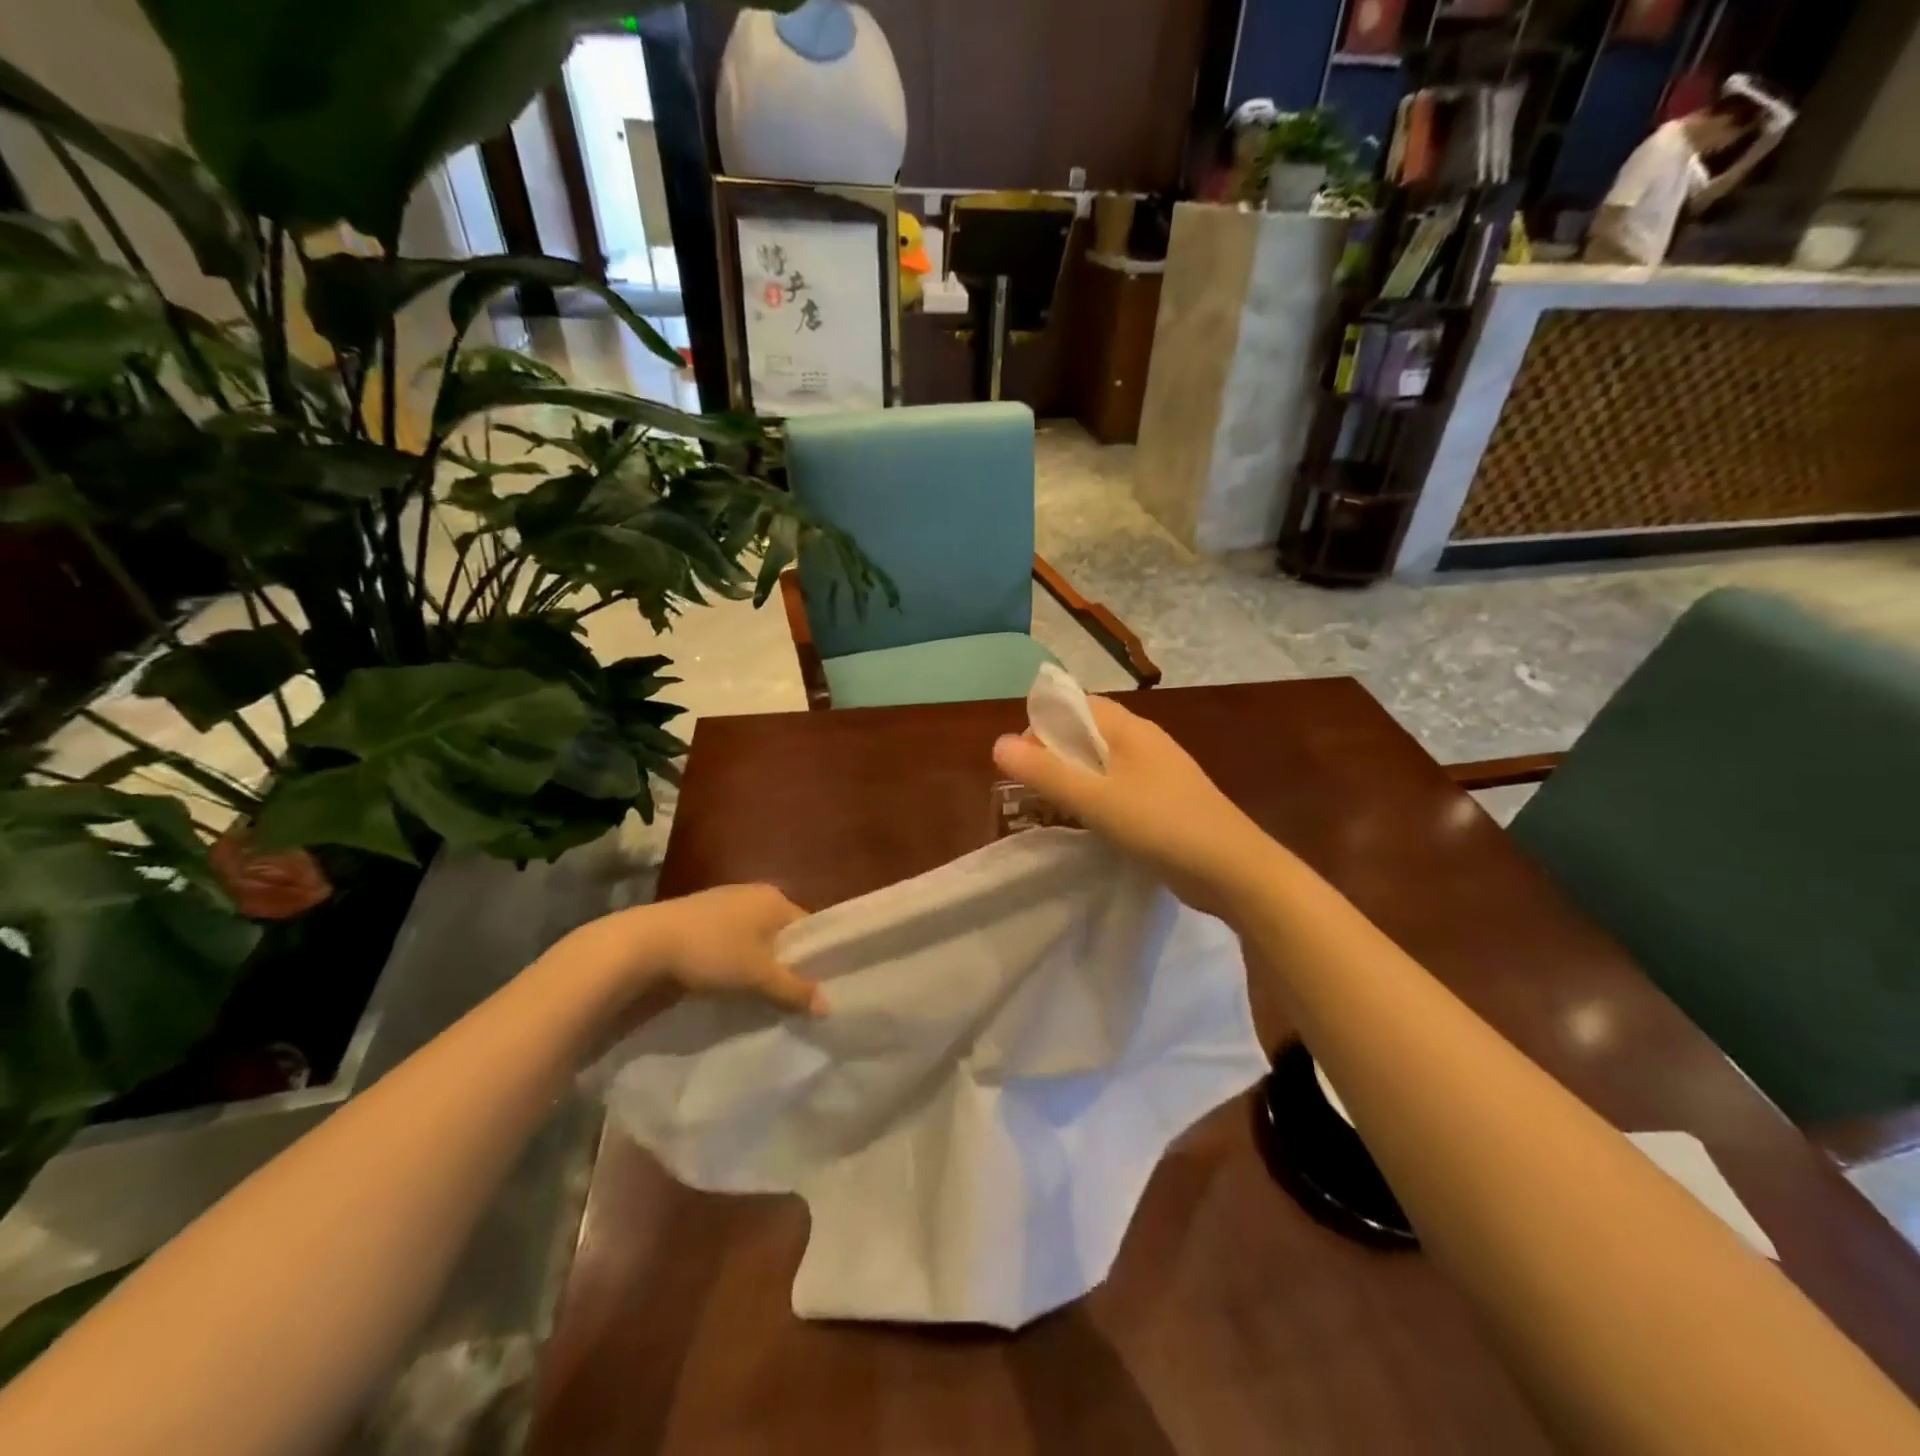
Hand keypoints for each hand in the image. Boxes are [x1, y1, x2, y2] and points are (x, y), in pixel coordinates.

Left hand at [561, 884, 822, 1015]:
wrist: (641, 946)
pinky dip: (733, 965)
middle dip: (784, 965)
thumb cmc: (711, 952)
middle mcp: (751, 894)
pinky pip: (729, 944)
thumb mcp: (758, 976)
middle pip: (780, 935)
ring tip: (760, 999)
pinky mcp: (697, 921)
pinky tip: (728, 988)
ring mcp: (722, 905)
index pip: (808, 928)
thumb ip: (794, 990)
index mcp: (774, 898)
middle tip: (790, 999)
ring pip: (753, 941)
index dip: (814, 959)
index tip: (814, 990)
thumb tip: (829, 1006)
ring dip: (757, 967)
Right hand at [993, 697, 1273, 916]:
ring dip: (1074, 778)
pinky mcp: (1166, 802)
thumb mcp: (1096, 799)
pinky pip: (1119, 788)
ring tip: (1050, 808)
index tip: (1021, 761)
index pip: (1075, 705)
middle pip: (1088, 733)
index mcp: (1130, 729)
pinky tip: (1087, 825)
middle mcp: (1145, 742)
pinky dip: (1096, 798)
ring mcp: (1159, 773)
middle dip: (1054, 754)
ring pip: (1103, 763)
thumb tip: (997, 744)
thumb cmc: (1163, 825)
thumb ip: (1046, 772)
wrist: (1235, 871)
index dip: (1042, 725)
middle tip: (1029, 789)